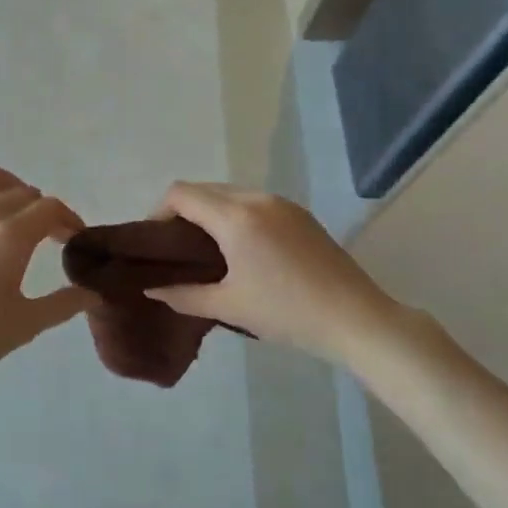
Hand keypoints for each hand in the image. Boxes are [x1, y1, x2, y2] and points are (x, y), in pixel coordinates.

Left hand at [0, 164, 97, 379]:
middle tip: (45, 232)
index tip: (70, 237)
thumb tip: (93, 294)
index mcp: (11, 237)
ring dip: (6, 183)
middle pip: (20, 194)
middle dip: (41, 209)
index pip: (49, 209)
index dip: (67, 219)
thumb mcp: (25, 324)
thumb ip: (63, 304)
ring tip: (11, 199)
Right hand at [145, 182, 402, 364]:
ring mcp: (283, 204)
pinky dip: (235, 216)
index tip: (156, 244)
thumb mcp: (229, 306)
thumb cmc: (286, 312)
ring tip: (206, 252)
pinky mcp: (300, 215)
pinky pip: (254, 203)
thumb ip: (183, 295)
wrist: (355, 319)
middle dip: (182, 212)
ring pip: (230, 194)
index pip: (181, 193)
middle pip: (204, 189)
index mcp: (235, 217)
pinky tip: (240, 250)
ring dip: (210, 213)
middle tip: (176, 250)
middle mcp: (257, 199)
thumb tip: (151, 289)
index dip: (158, 212)